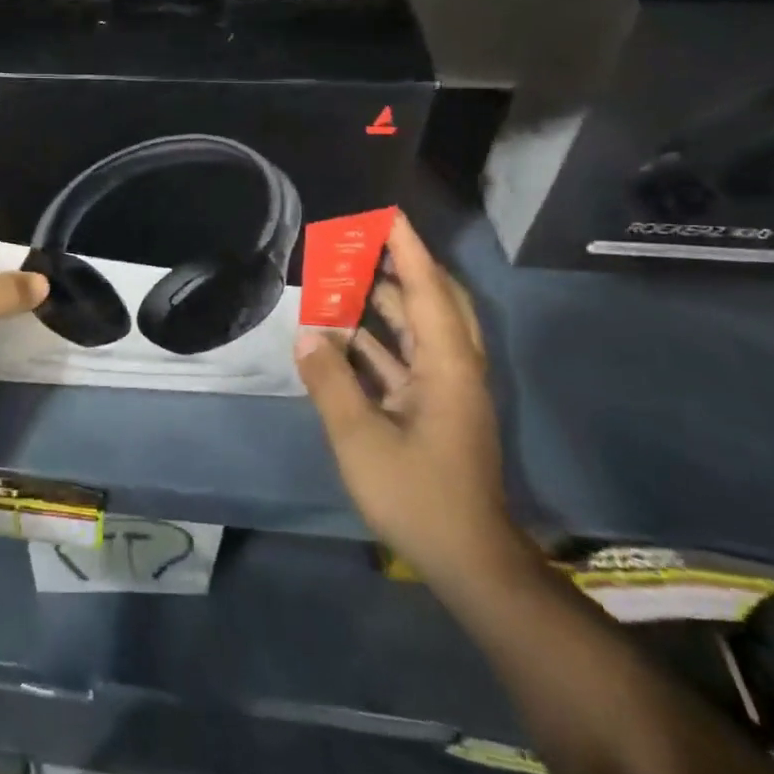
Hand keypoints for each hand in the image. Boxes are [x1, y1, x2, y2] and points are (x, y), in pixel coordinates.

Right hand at [295, 210, 514, 583]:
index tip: (388, 213)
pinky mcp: (433, 411)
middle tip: (362, 240)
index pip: (429, 292)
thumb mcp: (361, 438)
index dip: (409, 250)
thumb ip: (331, 382)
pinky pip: (404, 360)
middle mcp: (452, 369)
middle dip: (399, 267)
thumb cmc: (418, 495)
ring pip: (417, 331)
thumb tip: (306, 335)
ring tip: (344, 276)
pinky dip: (375, 342)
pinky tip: (341, 335)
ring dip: (384, 304)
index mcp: (447, 368)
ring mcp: (445, 391)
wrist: (467, 560)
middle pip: (432, 302)